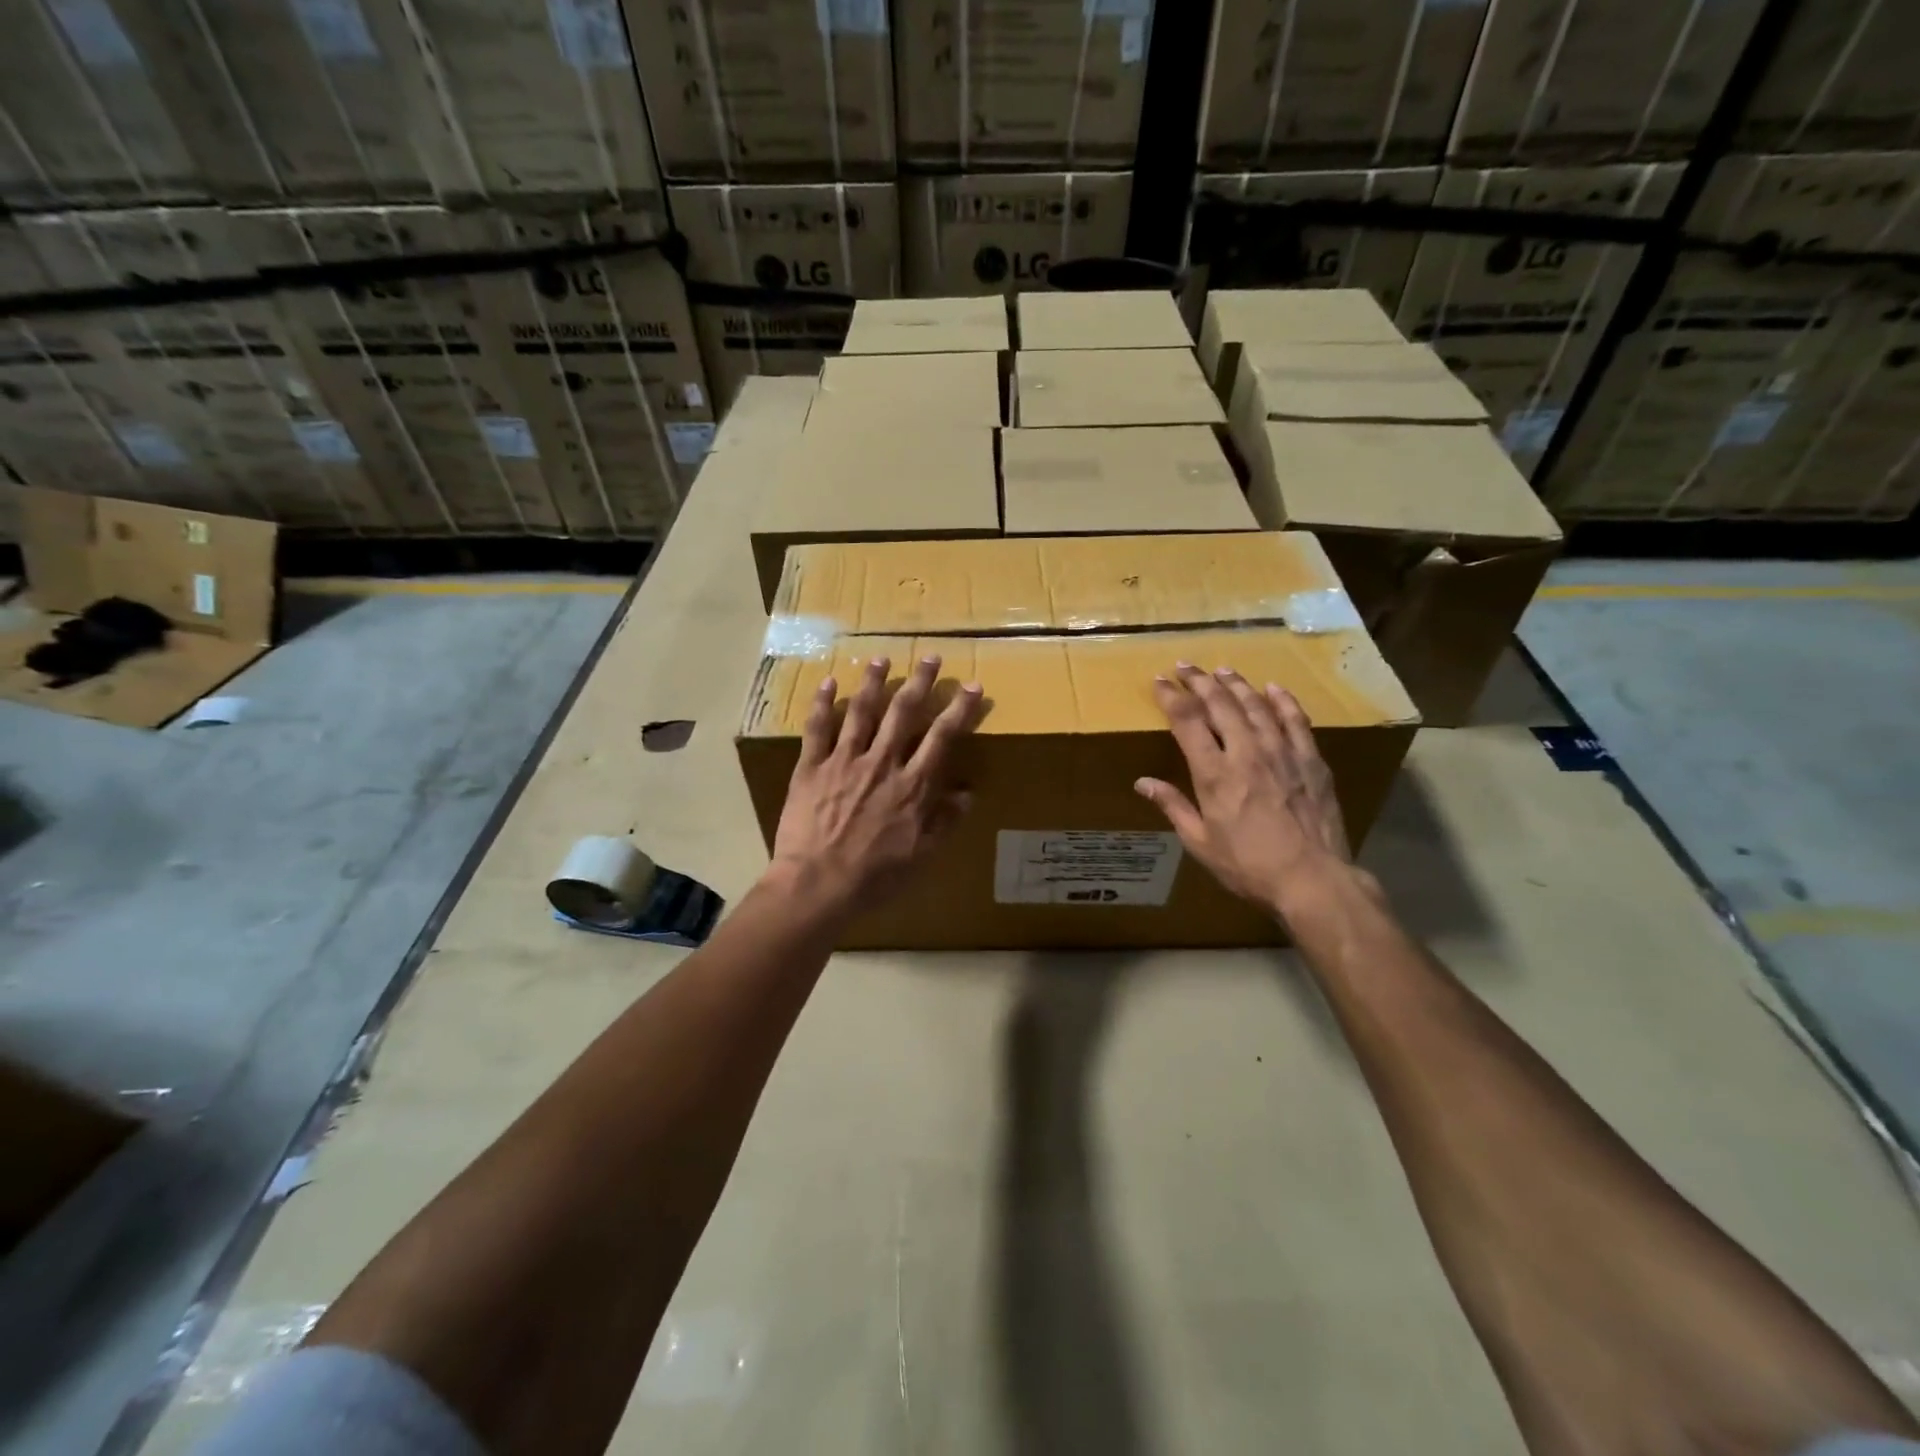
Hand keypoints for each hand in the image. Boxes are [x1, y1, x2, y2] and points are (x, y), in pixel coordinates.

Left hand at [771, 655, 984, 912]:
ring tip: (880, 658)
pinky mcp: (811, 767)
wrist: (817, 884)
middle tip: (929, 656)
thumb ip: (944, 822)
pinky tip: (828, 682)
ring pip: (861, 711)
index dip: (959, 710)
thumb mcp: (920, 856)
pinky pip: (817, 728)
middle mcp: (881, 763)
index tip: (972, 686)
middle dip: (919, 682)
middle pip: (903, 713)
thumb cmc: (873, 877)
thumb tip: (968, 793)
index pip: (942, 737)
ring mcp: (844, 761)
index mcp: (912, 786)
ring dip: (873, 682)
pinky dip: (822, 703)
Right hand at [1135, 663, 1355, 922]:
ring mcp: (1282, 753)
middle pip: (1220, 704)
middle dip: (1199, 681)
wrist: (1311, 879)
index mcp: (1214, 774)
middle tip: (1185, 666)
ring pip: (1256, 705)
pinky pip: (1295, 720)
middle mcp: (1246, 753)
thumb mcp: (1200, 843)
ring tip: (1221, 670)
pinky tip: (1273, 688)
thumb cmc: (1248, 866)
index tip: (1159, 681)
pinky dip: (1282, 701)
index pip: (1187, 722)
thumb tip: (1143, 783)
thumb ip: (1173, 807)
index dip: (1171, 697)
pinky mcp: (1311, 761)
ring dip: (1236, 684)